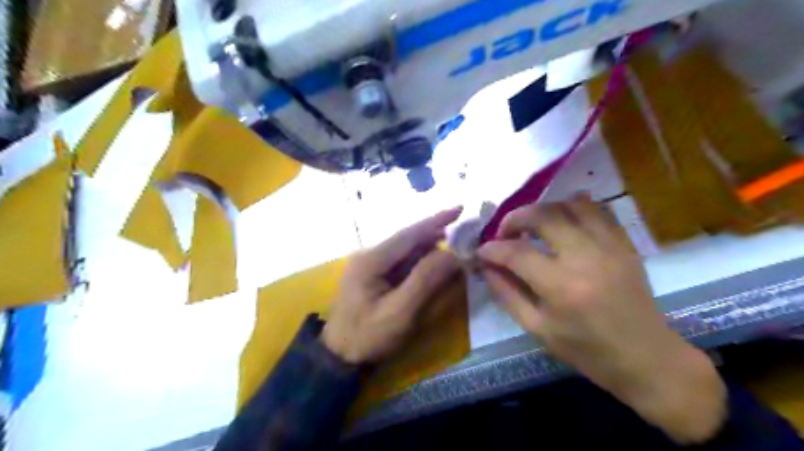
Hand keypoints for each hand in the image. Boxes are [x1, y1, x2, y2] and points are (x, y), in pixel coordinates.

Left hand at [319, 208, 457, 365]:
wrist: (338, 357)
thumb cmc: (367, 336)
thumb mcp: (399, 312)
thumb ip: (425, 280)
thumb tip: (451, 254)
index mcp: (372, 259)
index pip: (409, 234)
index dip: (436, 221)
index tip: (460, 209)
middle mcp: (370, 255)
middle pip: (408, 239)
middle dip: (436, 235)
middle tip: (464, 234)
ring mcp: (370, 264)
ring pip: (407, 250)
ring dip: (430, 248)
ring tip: (455, 248)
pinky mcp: (374, 275)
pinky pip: (402, 262)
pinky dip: (421, 261)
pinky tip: (435, 264)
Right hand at [477, 194, 730, 443]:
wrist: (646, 358)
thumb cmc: (586, 350)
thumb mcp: (537, 329)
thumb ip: (507, 294)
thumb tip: (487, 267)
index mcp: (561, 286)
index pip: (516, 253)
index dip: (493, 249)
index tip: (482, 251)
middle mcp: (585, 257)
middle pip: (543, 216)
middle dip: (515, 218)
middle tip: (505, 232)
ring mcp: (609, 247)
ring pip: (571, 205)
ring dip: (544, 209)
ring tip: (533, 224)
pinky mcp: (625, 244)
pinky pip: (599, 210)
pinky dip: (575, 208)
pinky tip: (563, 219)